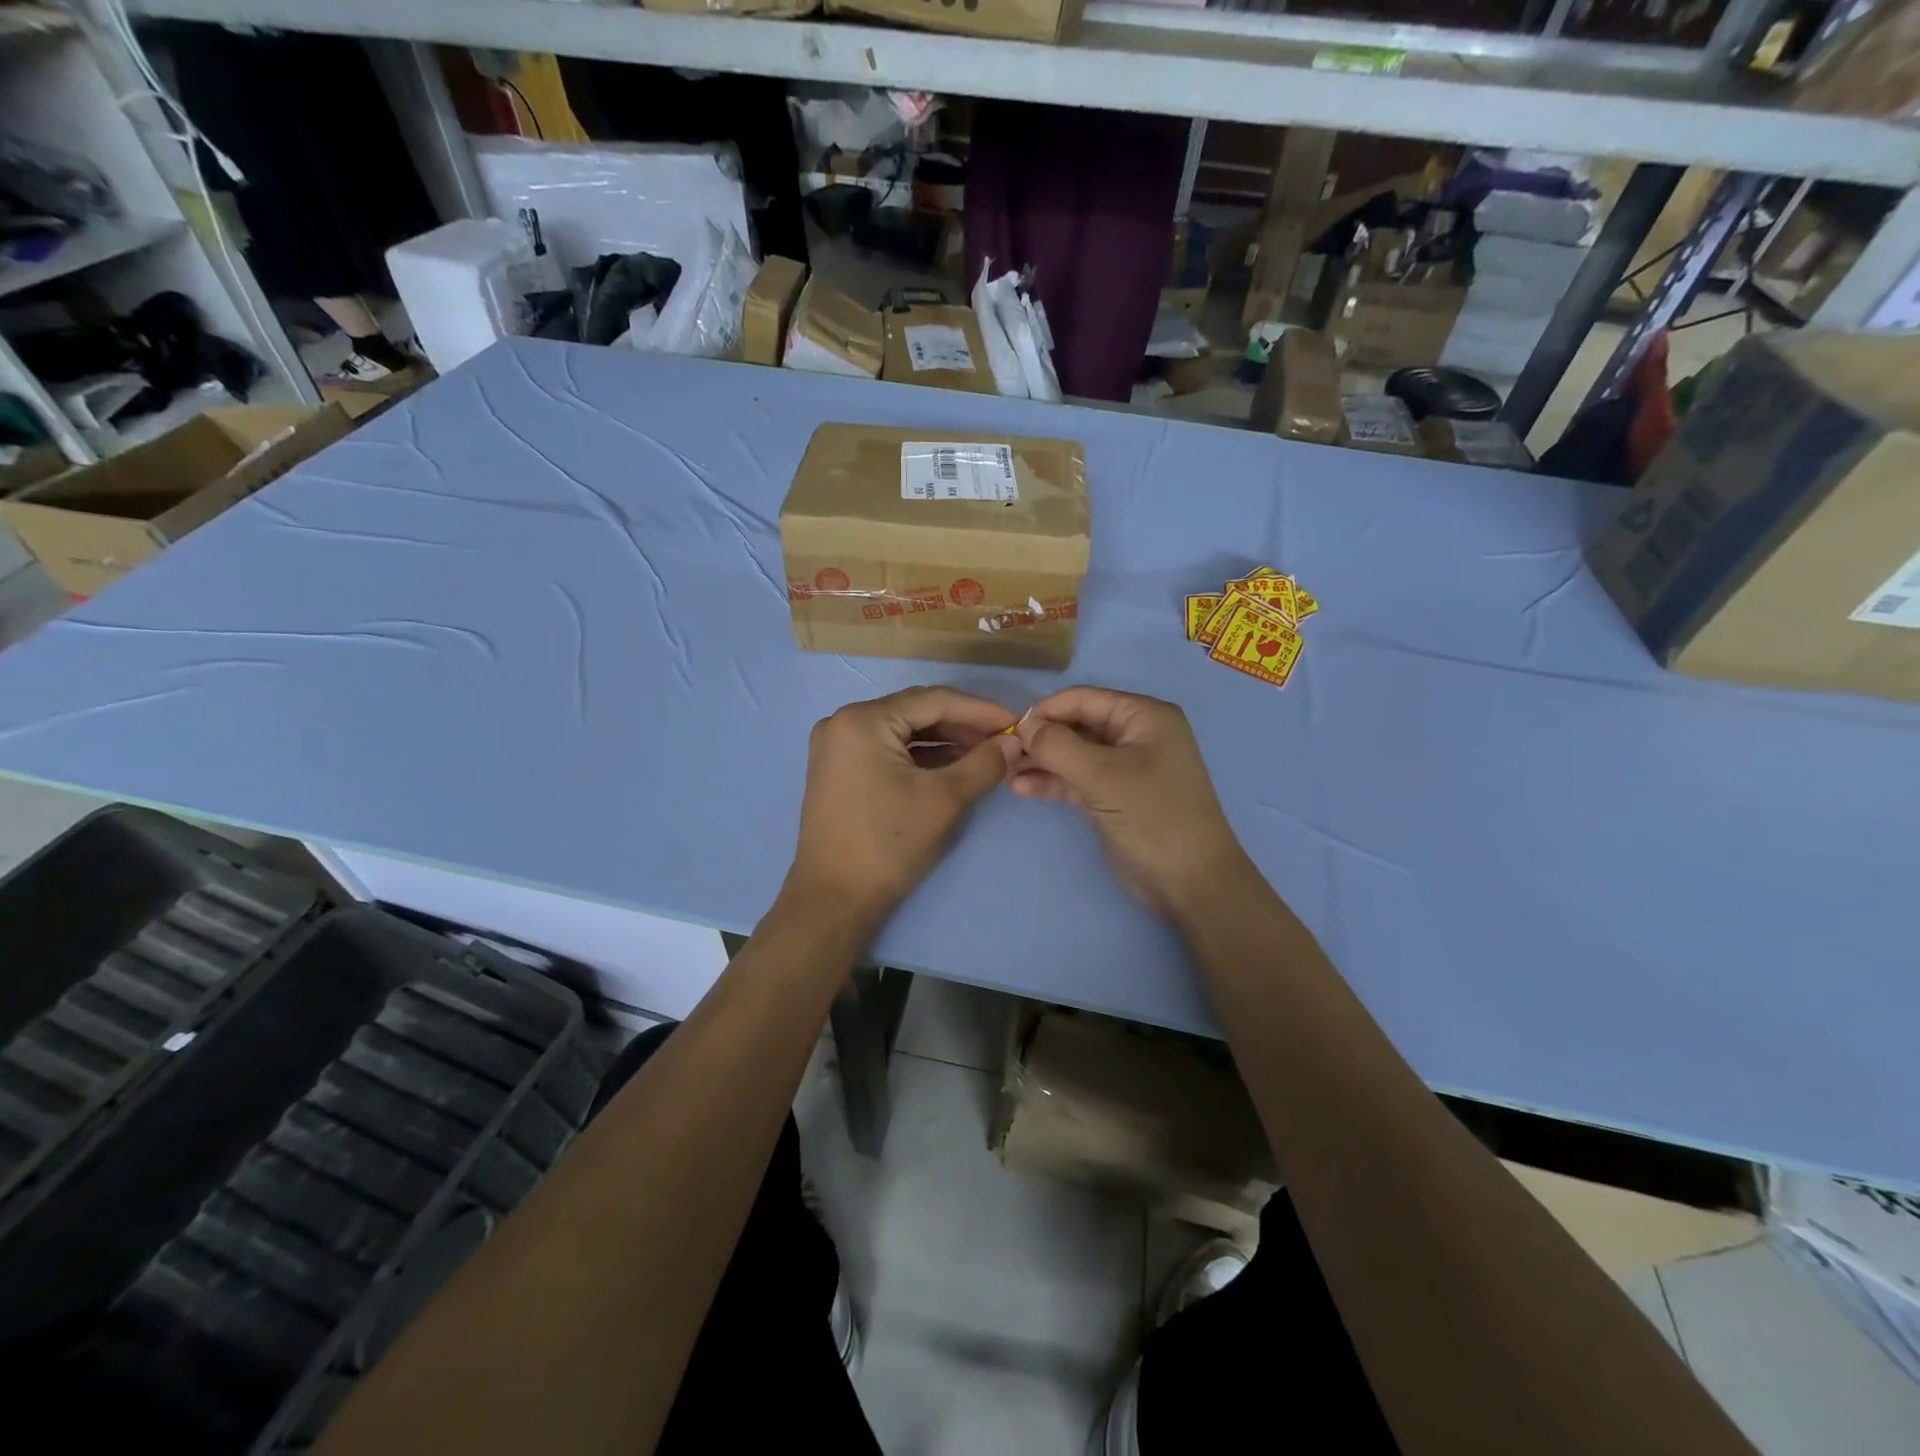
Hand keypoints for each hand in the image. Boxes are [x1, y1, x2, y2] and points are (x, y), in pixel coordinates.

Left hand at [785, 686, 1020, 931]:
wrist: (834, 899)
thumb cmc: (888, 845)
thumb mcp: (944, 800)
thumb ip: (984, 764)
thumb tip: (1013, 743)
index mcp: (863, 720)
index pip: (933, 700)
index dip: (980, 710)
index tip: (1016, 723)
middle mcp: (843, 722)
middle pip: (916, 712)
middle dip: (963, 725)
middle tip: (1004, 740)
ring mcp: (837, 746)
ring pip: (903, 732)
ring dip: (944, 741)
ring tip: (986, 753)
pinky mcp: (839, 769)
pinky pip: (888, 749)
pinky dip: (921, 756)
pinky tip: (954, 765)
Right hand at [1013, 686, 1253, 919]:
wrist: (1190, 881)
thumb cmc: (1152, 815)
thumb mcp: (1102, 775)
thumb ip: (1058, 746)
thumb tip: (1023, 725)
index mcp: (1144, 716)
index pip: (1084, 699)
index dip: (1046, 710)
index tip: (1009, 729)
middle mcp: (1136, 735)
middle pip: (1078, 725)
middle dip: (1041, 738)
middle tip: (1003, 754)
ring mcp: (1126, 768)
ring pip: (1075, 754)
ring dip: (1042, 761)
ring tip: (1005, 772)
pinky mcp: (1115, 797)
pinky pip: (1078, 780)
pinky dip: (1053, 782)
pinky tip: (1022, 788)